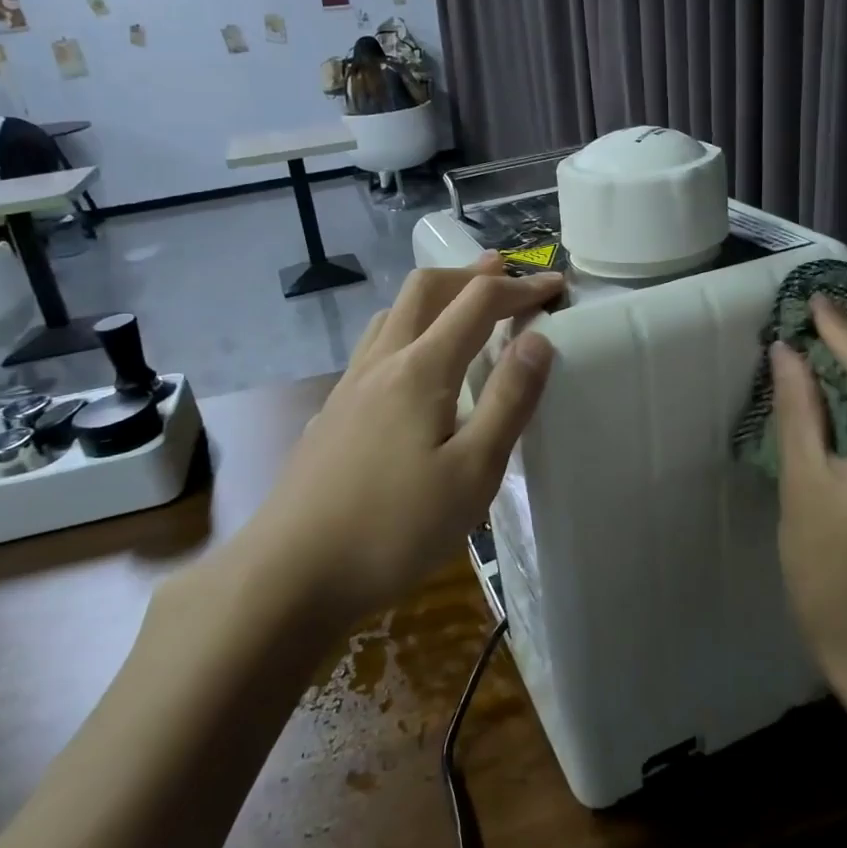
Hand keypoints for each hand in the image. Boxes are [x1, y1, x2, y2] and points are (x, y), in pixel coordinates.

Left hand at [236, 253, 561, 623]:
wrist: (290, 572)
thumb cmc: (393, 527)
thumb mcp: (472, 473)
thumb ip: (508, 401)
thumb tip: (538, 340)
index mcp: (421, 368)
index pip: (478, 302)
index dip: (521, 287)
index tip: (556, 287)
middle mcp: (382, 361)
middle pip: (426, 288)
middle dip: (471, 275)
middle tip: (506, 278)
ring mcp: (350, 384)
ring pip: (394, 313)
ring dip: (435, 297)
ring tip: (463, 307)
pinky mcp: (334, 411)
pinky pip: (376, 345)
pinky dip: (409, 328)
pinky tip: (414, 365)